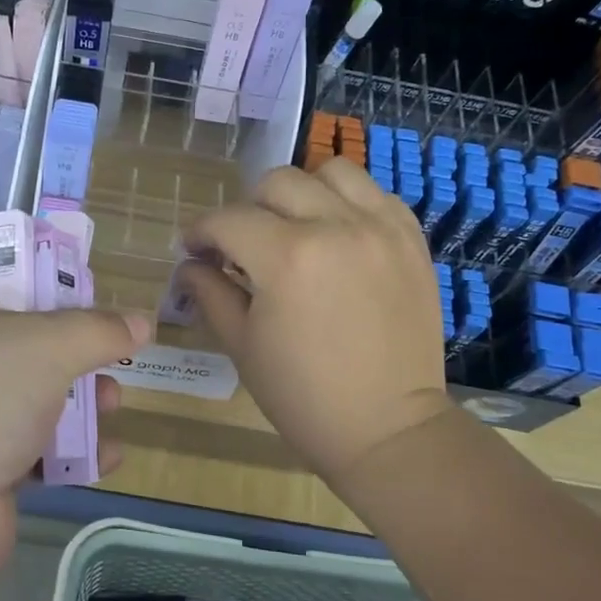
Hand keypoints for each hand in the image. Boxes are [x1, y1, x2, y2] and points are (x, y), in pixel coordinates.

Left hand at [0, 242, 149, 583]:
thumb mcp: (45, 347)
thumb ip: (99, 329)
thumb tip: (142, 324)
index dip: (27, 250)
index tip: (74, 261)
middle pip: (17, 326)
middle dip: (70, 338)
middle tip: (107, 338)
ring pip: (29, 388)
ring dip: (78, 396)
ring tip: (112, 401)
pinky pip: (30, 444)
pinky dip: (67, 449)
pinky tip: (106, 455)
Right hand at [179, 159, 454, 483]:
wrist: (388, 429)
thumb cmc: (303, 397)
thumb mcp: (242, 346)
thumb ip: (210, 292)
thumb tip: (190, 264)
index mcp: (287, 258)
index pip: (228, 220)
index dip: (201, 232)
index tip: (196, 250)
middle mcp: (336, 226)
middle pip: (276, 182)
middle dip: (247, 210)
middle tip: (244, 245)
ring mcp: (380, 228)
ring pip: (331, 172)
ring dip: (302, 193)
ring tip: (296, 228)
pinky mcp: (411, 239)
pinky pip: (374, 193)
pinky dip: (348, 202)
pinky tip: (338, 235)